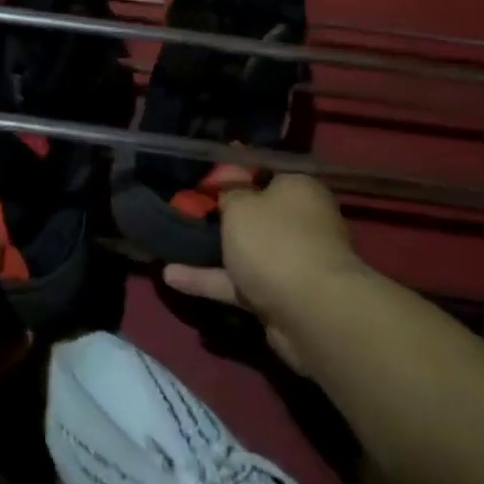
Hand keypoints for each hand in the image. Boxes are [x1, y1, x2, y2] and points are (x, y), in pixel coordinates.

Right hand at [163, 174, 362, 370]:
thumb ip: (229, 191)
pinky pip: (238, 282)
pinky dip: (208, 279)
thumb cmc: (275, 241)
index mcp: (299, 190)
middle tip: (187, 206)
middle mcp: (301, 222)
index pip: (266, 172)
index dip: (236, 172)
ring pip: (246, 250)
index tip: (206, 174)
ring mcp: (291, 261)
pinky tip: (172, 277)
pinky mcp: (278, 296)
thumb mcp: (241, 205)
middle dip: (225, 213)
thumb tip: (230, 179)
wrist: (311, 312)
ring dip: (213, 249)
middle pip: (257, 213)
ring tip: (171, 241)